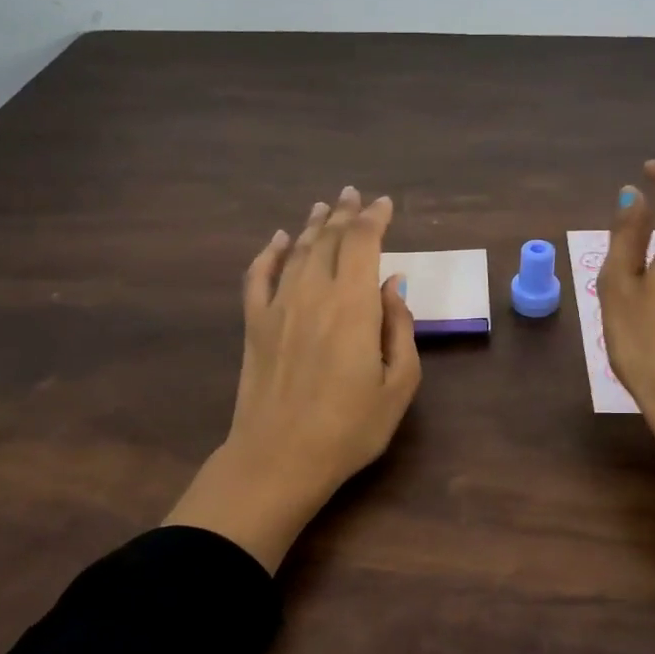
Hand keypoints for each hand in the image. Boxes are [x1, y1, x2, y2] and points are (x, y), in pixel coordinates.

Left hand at [163, 186, 419, 571]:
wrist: (279, 458)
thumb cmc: (350, 428)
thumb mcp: (399, 385)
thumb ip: (400, 329)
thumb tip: (393, 286)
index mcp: (354, 306)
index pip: (364, 243)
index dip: (375, 218)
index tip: (385, 204)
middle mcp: (314, 294)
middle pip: (330, 240)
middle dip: (345, 214)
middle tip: (354, 194)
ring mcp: (278, 307)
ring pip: (297, 251)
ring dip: (314, 226)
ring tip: (324, 207)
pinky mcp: (254, 325)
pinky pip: (259, 276)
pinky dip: (270, 253)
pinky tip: (279, 240)